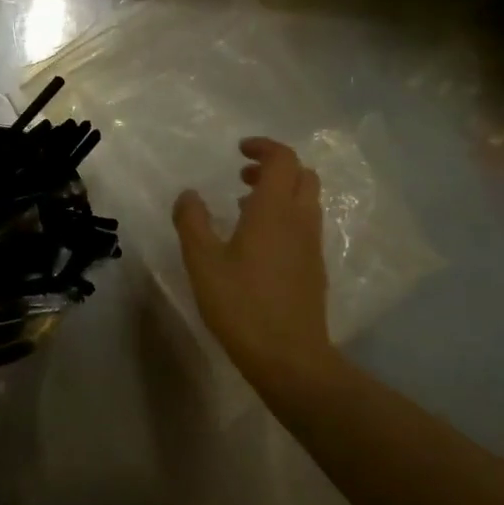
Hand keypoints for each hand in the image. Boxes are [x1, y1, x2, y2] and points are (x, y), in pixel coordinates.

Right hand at [173, 138, 329, 383]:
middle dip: (274, 167)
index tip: (238, 150)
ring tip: (243, 206)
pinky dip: (285, 216)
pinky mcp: (314, 268)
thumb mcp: (202, 261)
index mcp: (274, 210)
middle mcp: (299, 220)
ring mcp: (311, 245)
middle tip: (242, 176)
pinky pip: (304, 224)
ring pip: (306, 200)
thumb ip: (192, 221)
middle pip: (302, 175)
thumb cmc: (241, 304)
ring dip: (280, 192)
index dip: (263, 147)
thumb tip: (189, 194)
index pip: (282, 159)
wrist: (290, 358)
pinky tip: (257, 242)